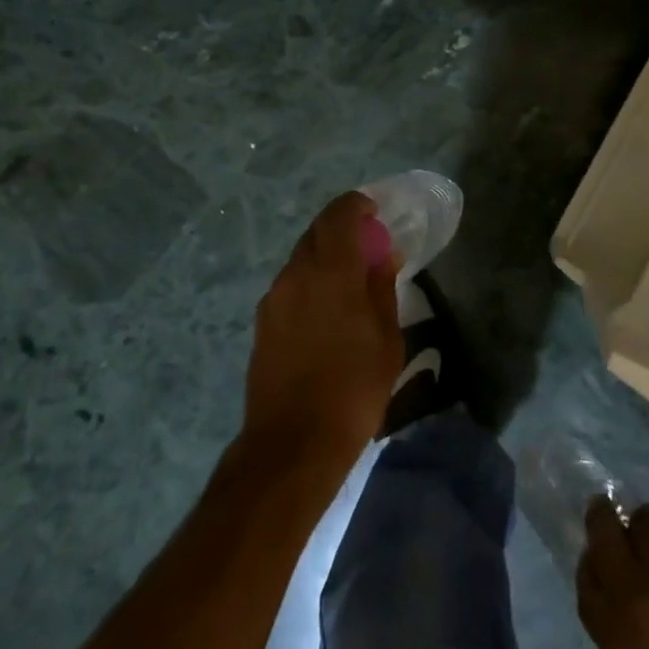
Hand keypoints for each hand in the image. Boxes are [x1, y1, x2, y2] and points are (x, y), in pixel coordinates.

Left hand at [242, 191, 402, 475]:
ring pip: (301, 258)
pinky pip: (290, 284)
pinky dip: (310, 280)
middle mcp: (296, 274)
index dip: (356, 206)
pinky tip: (326, 308)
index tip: (374, 211)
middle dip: (341, 229)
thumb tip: (384, 258)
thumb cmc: (353, 388)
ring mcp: (274, 298)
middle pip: (316, 232)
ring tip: (348, 279)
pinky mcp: (262, 322)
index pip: (339, 216)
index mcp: (331, 272)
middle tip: (366, 243)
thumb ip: (382, 289)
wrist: (293, 443)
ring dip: (324, 256)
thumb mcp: (386, 338)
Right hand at [578, 504, 648, 648]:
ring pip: (640, 521)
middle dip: (603, 523)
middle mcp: (629, 594)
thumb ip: (631, 627)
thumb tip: (617, 586)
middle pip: (599, 538)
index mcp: (621, 643)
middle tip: (610, 513)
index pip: (586, 590)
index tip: (598, 556)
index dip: (591, 567)